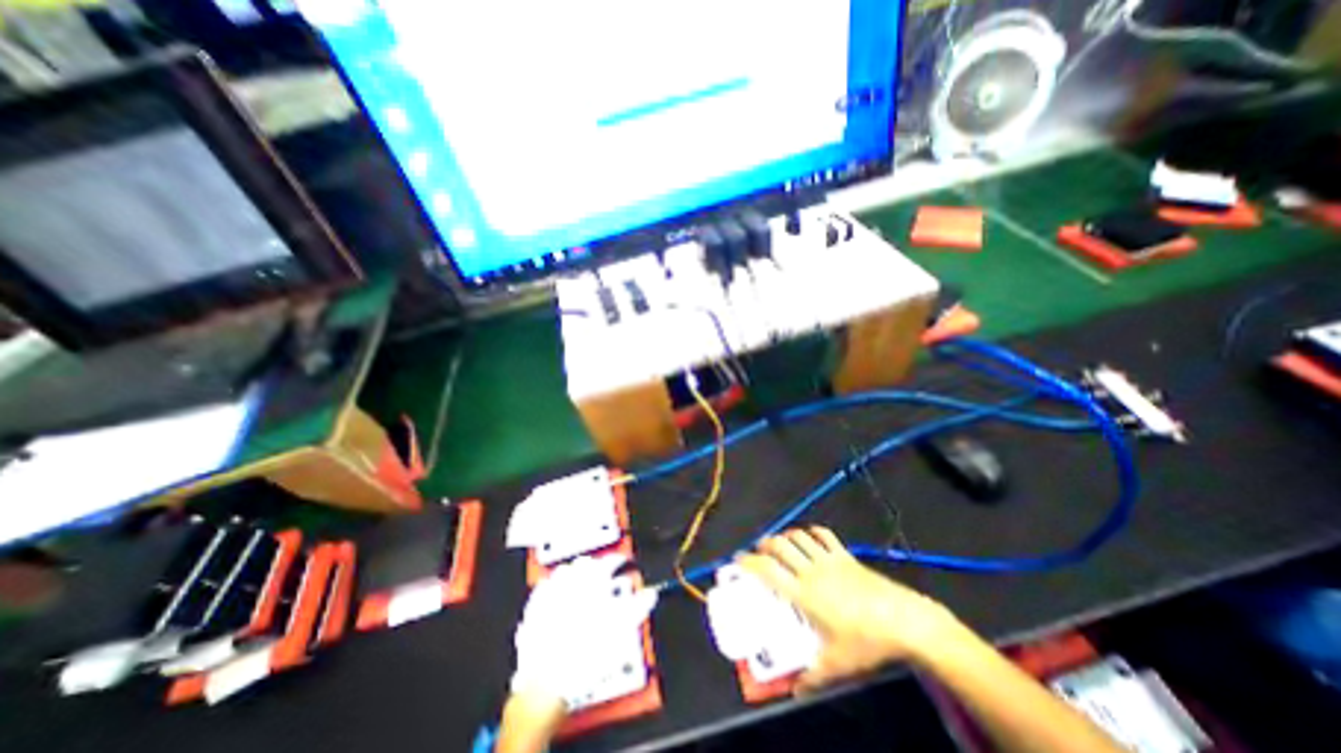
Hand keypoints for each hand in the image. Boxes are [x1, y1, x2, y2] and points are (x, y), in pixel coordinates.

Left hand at [509, 556, 657, 709]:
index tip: (624, 563)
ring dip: (574, 573)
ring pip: (563, 572)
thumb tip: (649, 595)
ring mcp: (549, 596)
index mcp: (593, 582)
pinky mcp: (533, 612)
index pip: (610, 561)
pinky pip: (543, 590)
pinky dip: (552, 588)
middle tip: (603, 571)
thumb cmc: (586, 655)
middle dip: (595, 565)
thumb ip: (638, 607)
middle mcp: (570, 583)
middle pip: (585, 563)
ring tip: (582, 580)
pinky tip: (555, 595)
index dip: (619, 561)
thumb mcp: (622, 631)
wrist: (548, 681)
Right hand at [733, 528, 964, 695]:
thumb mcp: (838, 664)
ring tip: (780, 542)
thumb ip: (813, 676)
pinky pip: (824, 536)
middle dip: (765, 544)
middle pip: (780, 546)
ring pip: (799, 537)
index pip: (768, 570)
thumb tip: (796, 691)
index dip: (749, 561)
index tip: (738, 558)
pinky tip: (809, 537)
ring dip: (785, 536)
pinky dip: (812, 532)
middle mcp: (811, 571)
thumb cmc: (866, 641)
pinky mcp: (845, 555)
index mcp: (803, 594)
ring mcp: (829, 560)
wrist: (903, 620)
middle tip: (758, 550)